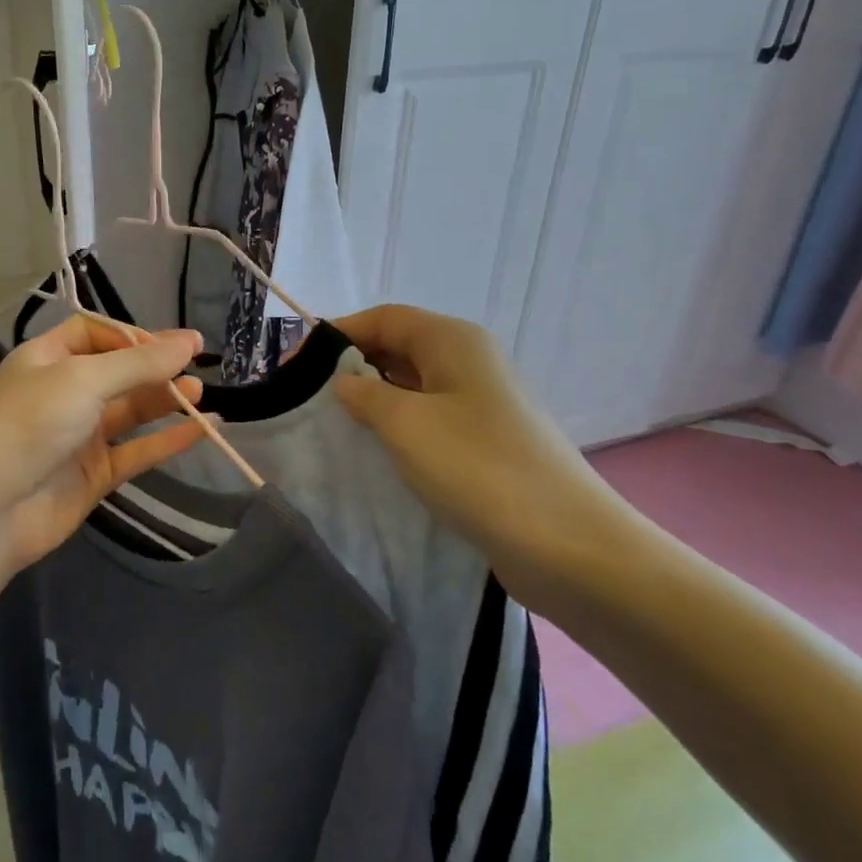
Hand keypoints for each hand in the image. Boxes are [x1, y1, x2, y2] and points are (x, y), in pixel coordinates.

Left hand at [0, 316, 204, 569]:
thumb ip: (141, 363)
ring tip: (200, 393)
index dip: (132, 335)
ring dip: (165, 400)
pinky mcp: (94, 474)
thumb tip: (191, 340)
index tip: (170, 344)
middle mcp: (64, 392)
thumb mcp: (85, 379)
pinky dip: (168, 440)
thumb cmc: (32, 424)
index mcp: (48, 358)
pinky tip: (201, 430)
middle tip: (198, 365)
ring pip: (130, 411)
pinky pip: (137, 450)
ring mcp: (79, 435)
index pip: (95, 333)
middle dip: (155, 367)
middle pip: (118, 371)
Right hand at [333, 305, 644, 610]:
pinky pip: (431, 420)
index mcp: (453, 341)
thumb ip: (365, 395)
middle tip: (309, 400)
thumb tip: (346, 381)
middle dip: (352, 368)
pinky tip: (377, 453)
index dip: (337, 334)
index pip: (383, 318)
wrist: (567, 544)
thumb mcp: (406, 424)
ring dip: (374, 402)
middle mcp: (470, 361)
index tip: (294, 366)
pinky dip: (399, 429)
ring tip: (334, 428)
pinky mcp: (487, 443)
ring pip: (414, 387)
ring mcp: (482, 404)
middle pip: (399, 348)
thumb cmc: (478, 468)